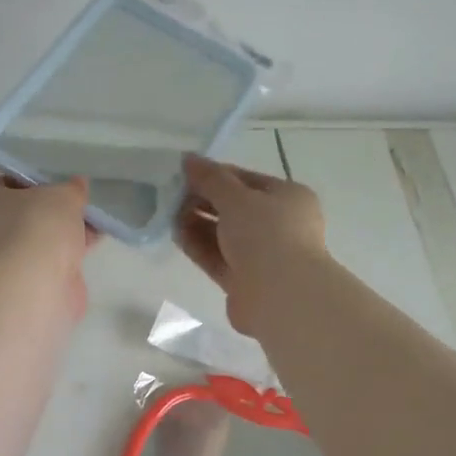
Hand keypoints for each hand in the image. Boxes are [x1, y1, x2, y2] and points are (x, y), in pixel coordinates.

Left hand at [0, 175, 96, 312]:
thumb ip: (71, 188)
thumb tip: (76, 186)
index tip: (58, 185)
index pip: (4, 182)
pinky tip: (89, 248)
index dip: (33, 181)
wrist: (32, 290)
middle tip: (77, 205)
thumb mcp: (61, 195)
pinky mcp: (16, 285)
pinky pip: (43, 262)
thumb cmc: (35, 228)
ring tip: (93, 225)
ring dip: (61, 234)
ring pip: (34, 239)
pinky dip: (63, 256)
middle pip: (21, 213)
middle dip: (50, 211)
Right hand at [175, 156, 327, 334]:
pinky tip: (176, 236)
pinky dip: (199, 247)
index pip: (246, 180)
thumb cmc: (266, 235)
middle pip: (234, 208)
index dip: (215, 175)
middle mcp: (278, 224)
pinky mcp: (244, 281)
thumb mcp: (237, 198)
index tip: (183, 174)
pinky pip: (218, 258)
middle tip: (171, 196)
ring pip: (224, 235)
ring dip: (197, 224)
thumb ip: (211, 179)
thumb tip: (189, 159)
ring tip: (168, 214)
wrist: (281, 296)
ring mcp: (262, 255)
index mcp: (288, 197)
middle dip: (203, 201)